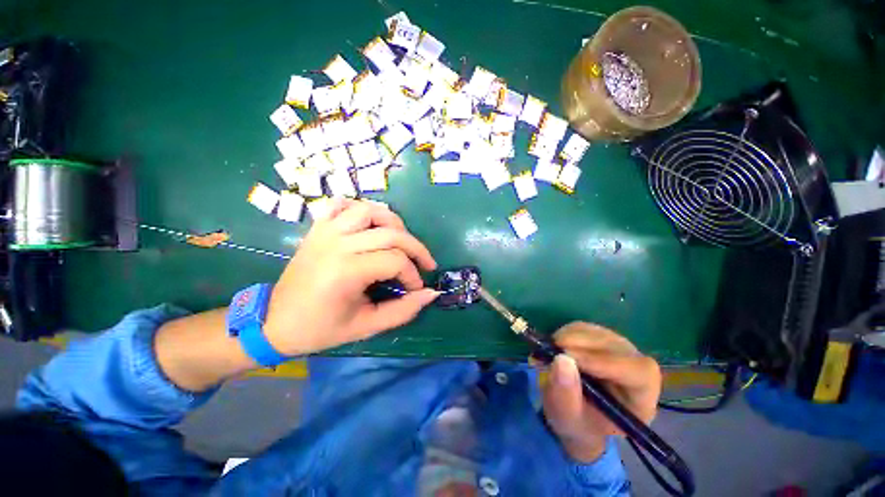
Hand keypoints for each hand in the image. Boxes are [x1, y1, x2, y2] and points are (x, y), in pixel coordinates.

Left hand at [263, 198, 438, 355]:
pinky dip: (361, 209)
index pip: (396, 260)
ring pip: (371, 211)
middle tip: (425, 264)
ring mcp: (326, 232)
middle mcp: (337, 244)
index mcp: (346, 271)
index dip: (413, 275)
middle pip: (391, 233)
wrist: (275, 322)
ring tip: (403, 241)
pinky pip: (342, 205)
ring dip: (394, 223)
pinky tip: (371, 224)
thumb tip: (431, 294)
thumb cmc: (321, 328)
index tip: (416, 289)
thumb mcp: (366, 327)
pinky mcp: (319, 228)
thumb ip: (403, 310)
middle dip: (416, 248)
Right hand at [541, 322, 660, 462]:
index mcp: (641, 399)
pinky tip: (555, 346)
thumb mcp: (567, 418)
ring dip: (570, 337)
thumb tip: (561, 359)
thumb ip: (566, 394)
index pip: (638, 372)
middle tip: (551, 348)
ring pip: (598, 333)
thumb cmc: (576, 423)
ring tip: (549, 350)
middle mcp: (637, 369)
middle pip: (617, 346)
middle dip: (581, 344)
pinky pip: (585, 328)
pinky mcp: (602, 338)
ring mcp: (620, 350)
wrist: (574, 412)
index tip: (568, 356)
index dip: (605, 361)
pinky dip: (566, 332)